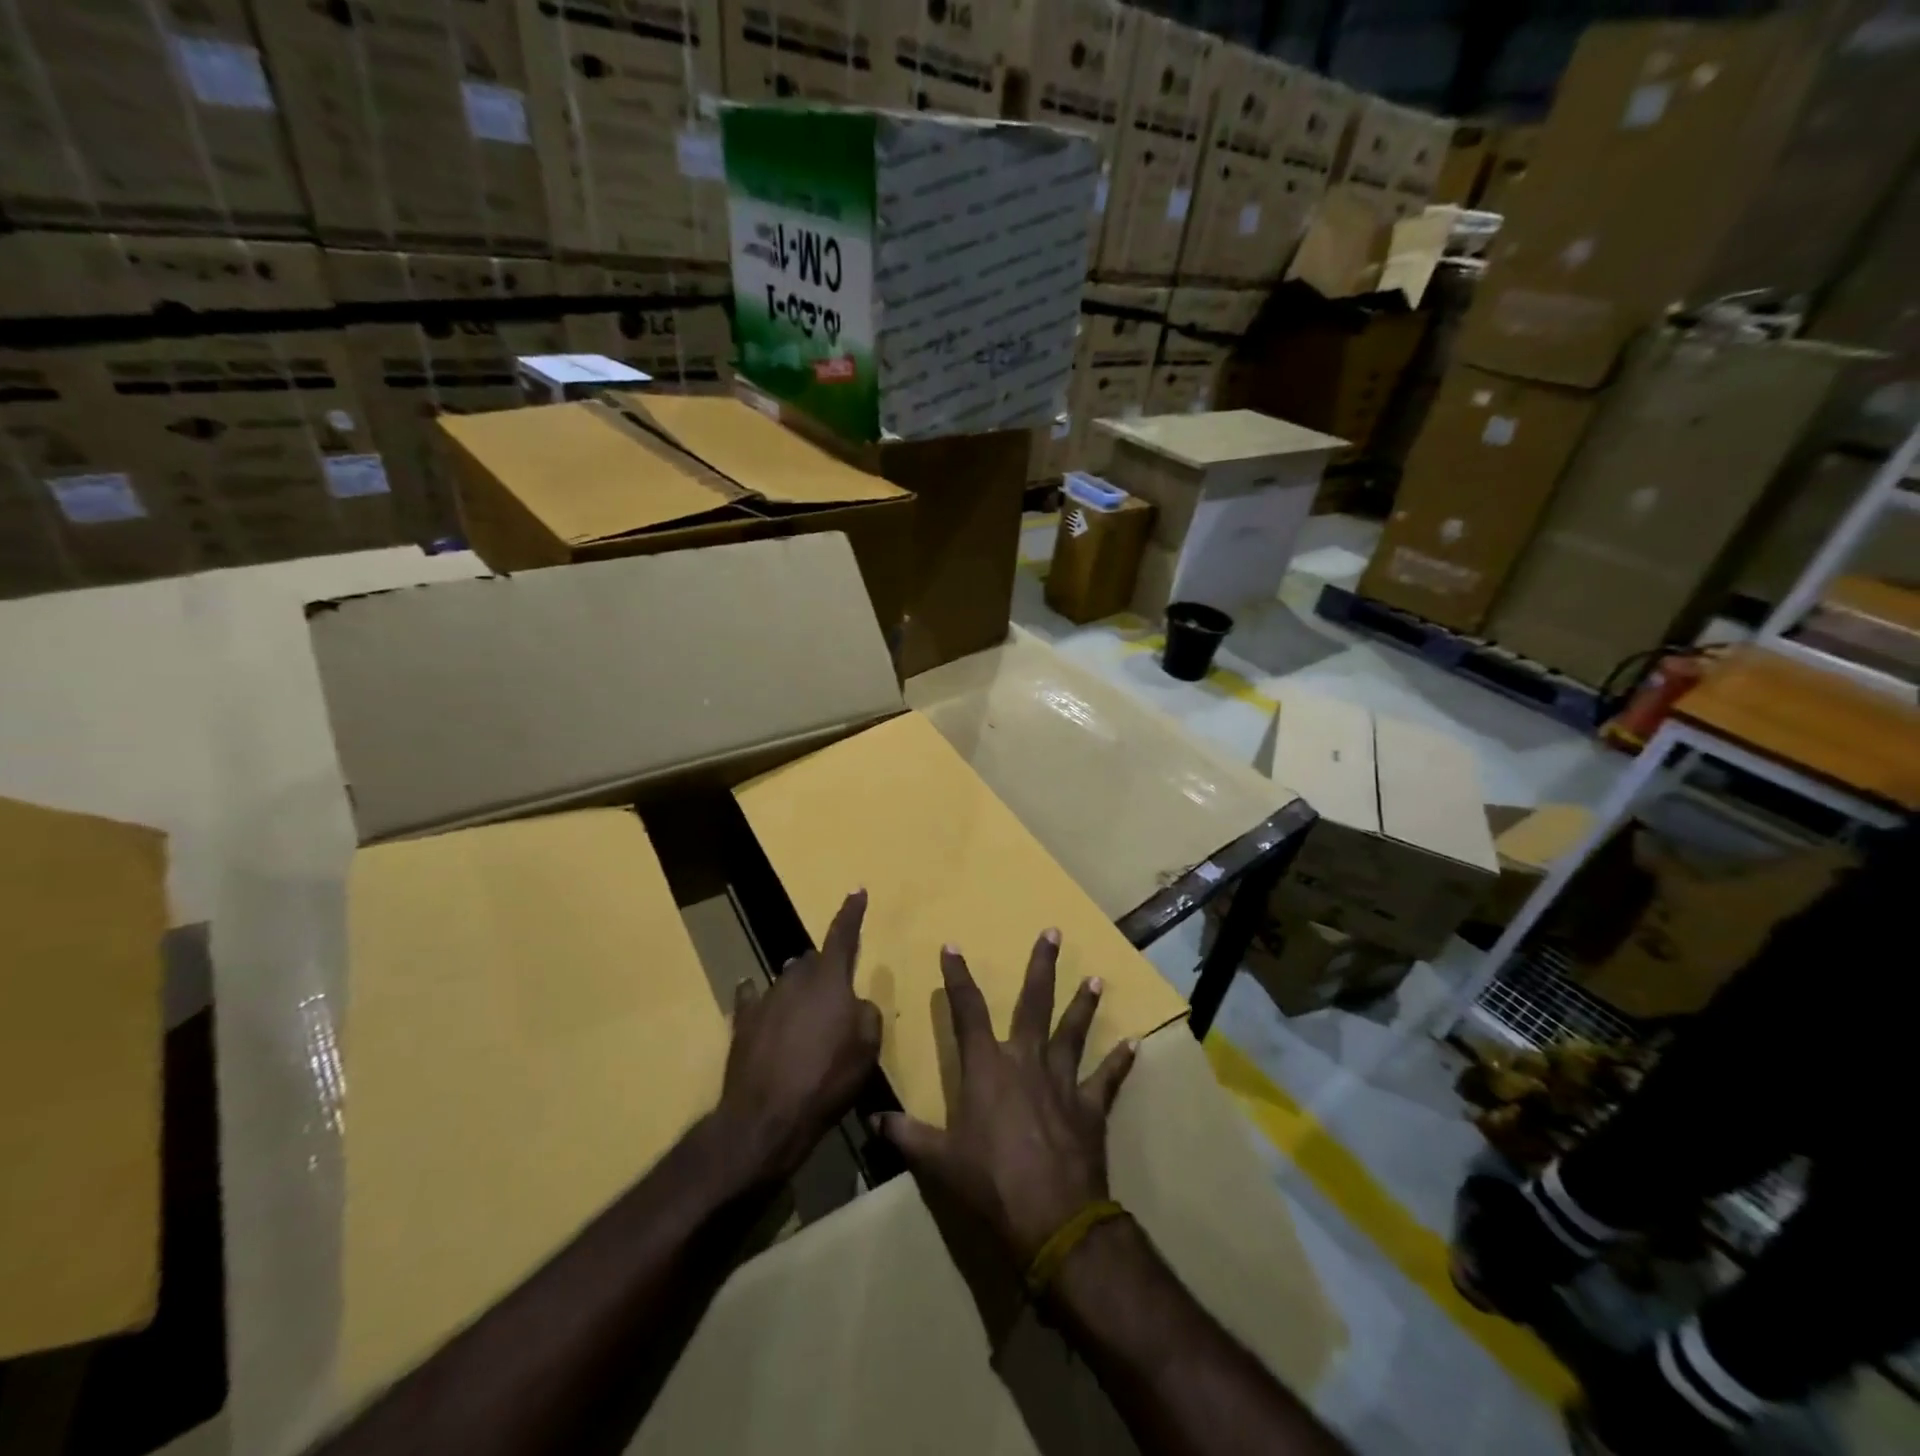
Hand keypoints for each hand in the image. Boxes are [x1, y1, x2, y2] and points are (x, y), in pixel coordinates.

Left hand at [717, 889, 882, 1183]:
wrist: (767, 1116)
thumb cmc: (827, 1079)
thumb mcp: (867, 1048)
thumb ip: (867, 1014)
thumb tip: (855, 1004)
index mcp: (830, 980)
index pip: (844, 936)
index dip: (852, 913)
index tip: (857, 890)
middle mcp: (796, 979)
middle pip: (812, 961)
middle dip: (825, 969)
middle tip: (835, 994)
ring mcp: (766, 998)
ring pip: (787, 981)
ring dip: (798, 991)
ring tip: (806, 1016)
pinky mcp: (743, 1022)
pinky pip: (753, 1000)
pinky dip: (760, 999)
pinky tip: (755, 998)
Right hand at [878, 930, 1136, 1265]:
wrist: (1051, 1218)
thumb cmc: (990, 1182)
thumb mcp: (938, 1161)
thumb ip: (906, 1135)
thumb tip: (872, 1119)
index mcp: (987, 1067)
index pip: (967, 1011)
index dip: (957, 977)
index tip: (953, 947)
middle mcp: (1026, 1061)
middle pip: (1034, 1003)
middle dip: (1042, 967)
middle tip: (1054, 933)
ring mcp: (1063, 1081)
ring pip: (1073, 1031)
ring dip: (1084, 1004)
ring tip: (1096, 978)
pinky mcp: (1090, 1107)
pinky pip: (1108, 1079)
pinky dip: (1121, 1062)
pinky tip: (1135, 1044)